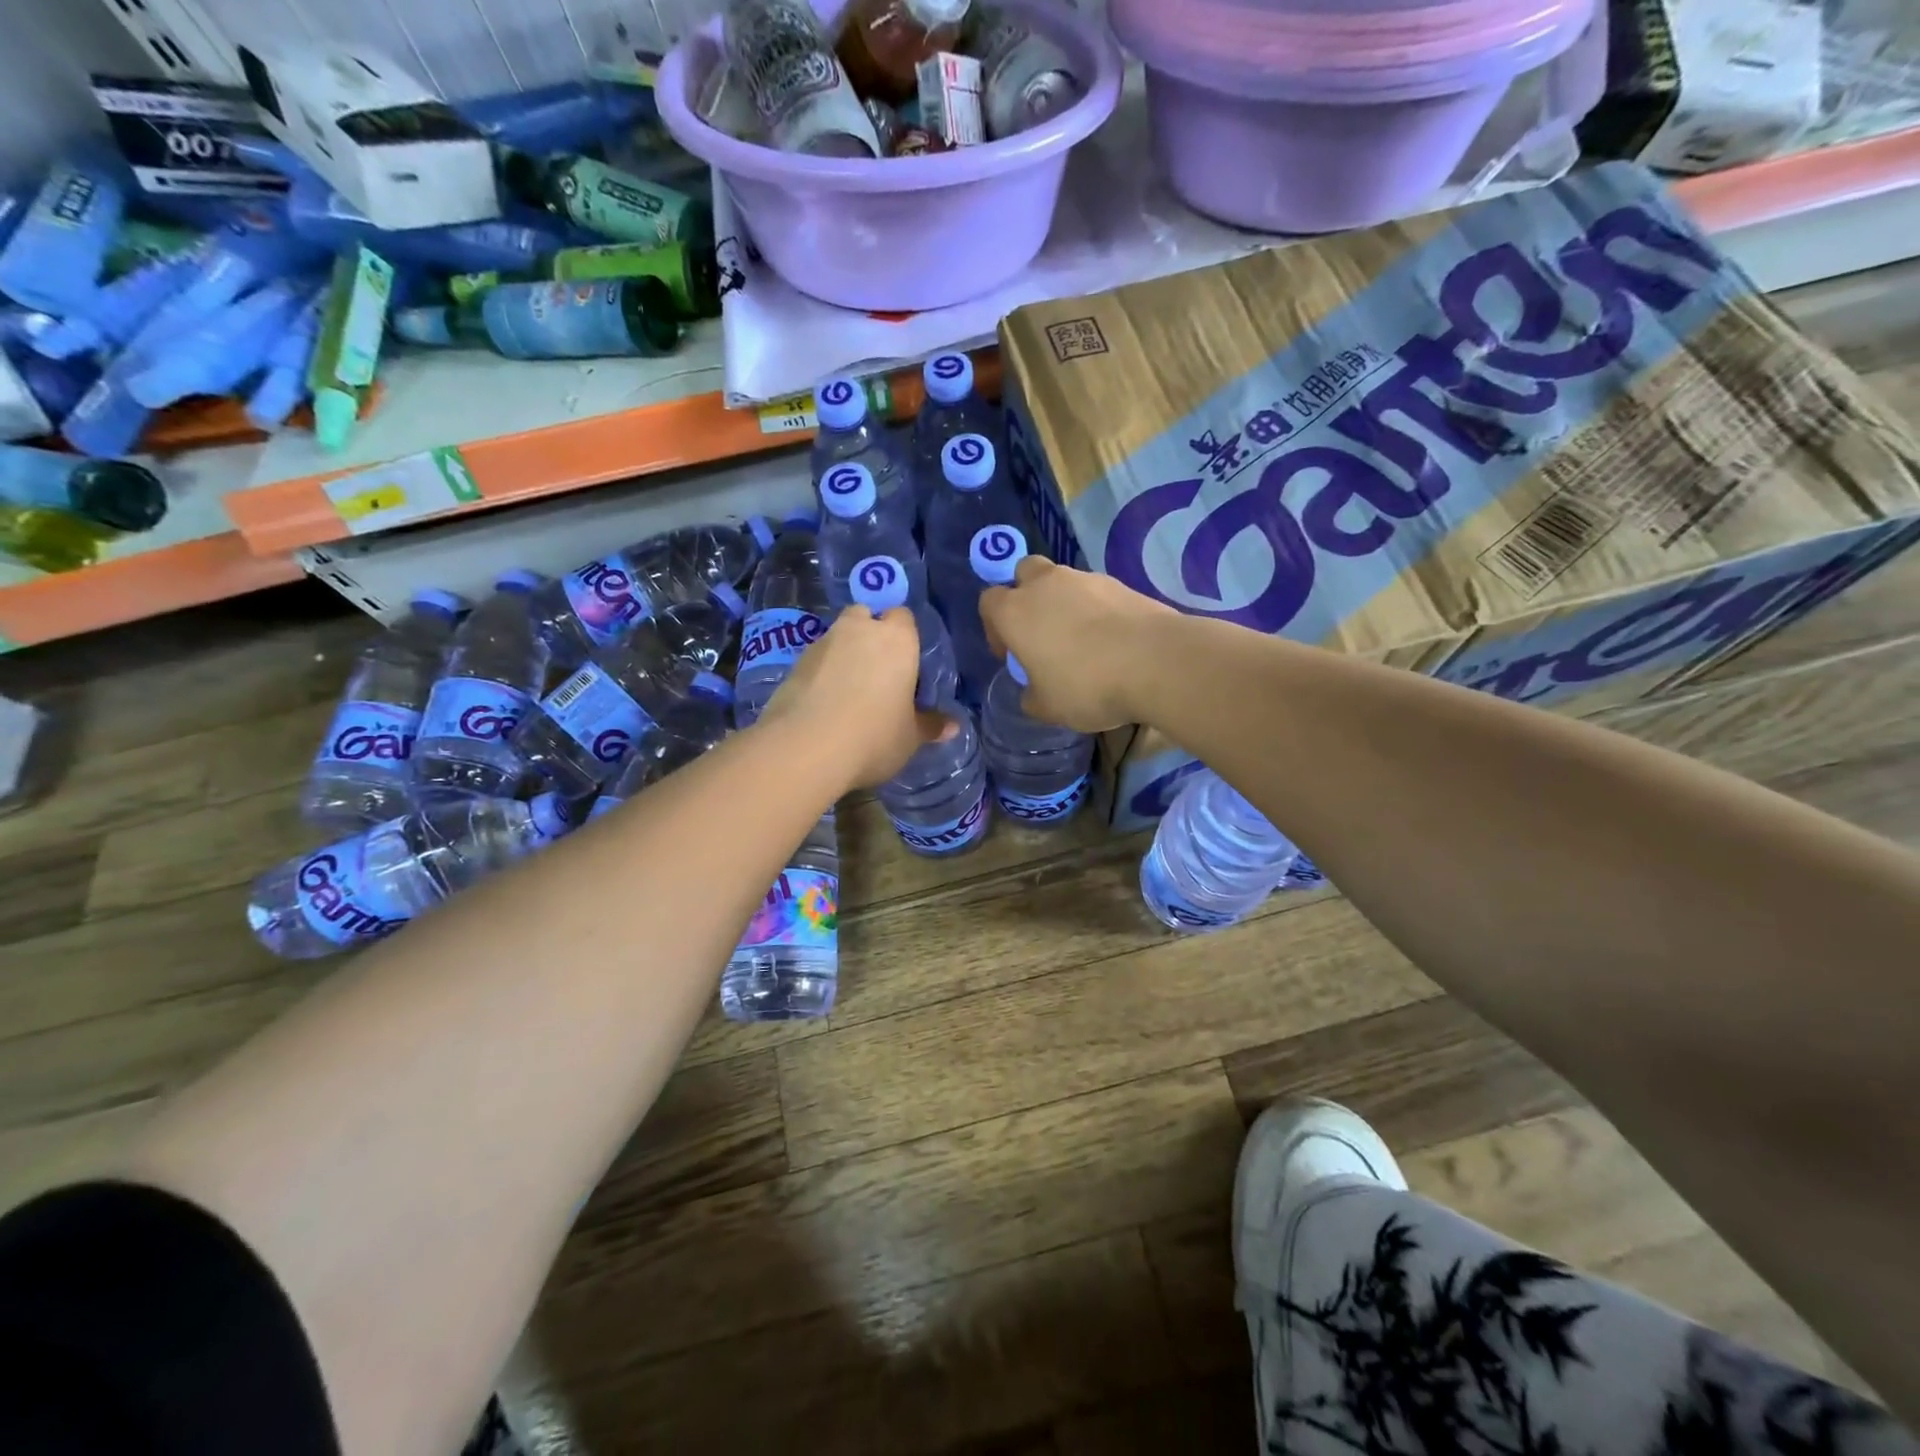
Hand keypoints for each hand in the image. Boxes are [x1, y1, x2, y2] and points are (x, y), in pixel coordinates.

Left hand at [758, 606, 956, 789]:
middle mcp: (857, 630)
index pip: (903, 617)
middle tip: (878, 672)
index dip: (905, 636)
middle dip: (869, 634)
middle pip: (865, 616)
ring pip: (837, 638)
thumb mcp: (911, 737)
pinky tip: (825, 705)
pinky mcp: (793, 665)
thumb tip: (952, 726)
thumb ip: (930, 725)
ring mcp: (821, 644)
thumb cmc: (874, 736)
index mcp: (896, 639)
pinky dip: (821, 675)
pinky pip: (815, 662)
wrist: (805, 749)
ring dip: (843, 655)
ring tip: (849, 693)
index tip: (907, 664)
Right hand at [978, 557, 1174, 732]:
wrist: (1156, 661)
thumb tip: (1032, 691)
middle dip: (1026, 595)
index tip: (1010, 654)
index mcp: (1015, 612)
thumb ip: (1031, 695)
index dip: (994, 627)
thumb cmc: (1087, 685)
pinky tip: (1111, 641)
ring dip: (1064, 603)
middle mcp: (1045, 585)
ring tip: (1083, 641)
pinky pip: (1096, 593)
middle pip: (1024, 573)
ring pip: (1063, 581)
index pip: (989, 601)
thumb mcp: (1048, 708)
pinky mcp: (1120, 583)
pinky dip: (1097, 610)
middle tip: (1040, 632)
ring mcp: (1086, 579)